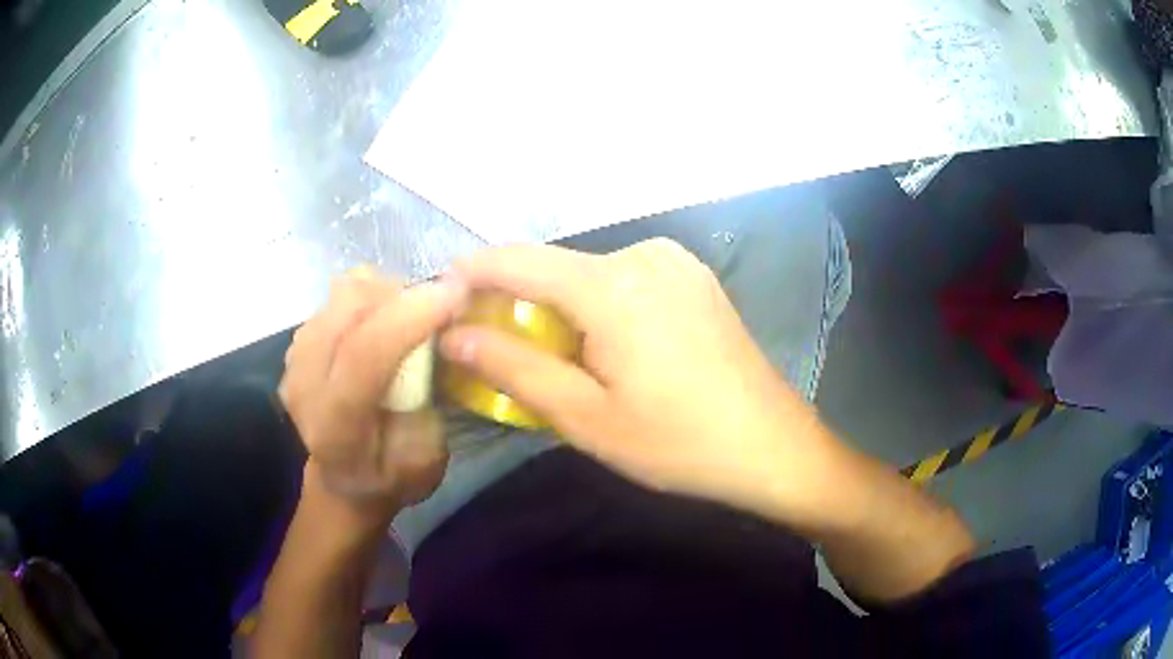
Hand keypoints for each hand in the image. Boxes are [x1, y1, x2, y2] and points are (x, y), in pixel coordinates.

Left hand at [280, 269, 466, 517]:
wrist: (342, 481)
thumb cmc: (390, 477)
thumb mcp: (425, 465)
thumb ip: (428, 408)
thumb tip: (438, 342)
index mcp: (336, 427)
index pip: (364, 355)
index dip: (410, 316)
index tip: (456, 293)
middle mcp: (304, 385)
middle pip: (349, 308)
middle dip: (402, 296)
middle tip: (436, 310)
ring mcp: (295, 359)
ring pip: (343, 293)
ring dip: (386, 293)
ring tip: (411, 316)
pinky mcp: (298, 341)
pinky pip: (338, 296)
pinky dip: (370, 296)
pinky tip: (385, 320)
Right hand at [439, 239, 846, 524]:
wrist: (772, 446)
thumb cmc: (677, 442)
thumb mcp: (585, 417)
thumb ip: (512, 367)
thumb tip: (453, 333)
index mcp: (613, 284)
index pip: (517, 259)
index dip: (472, 273)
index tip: (441, 298)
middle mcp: (644, 254)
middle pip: (555, 267)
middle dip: (517, 300)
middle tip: (496, 349)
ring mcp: (676, 262)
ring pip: (590, 274)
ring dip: (559, 306)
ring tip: (556, 358)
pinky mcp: (694, 278)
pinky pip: (625, 280)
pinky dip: (598, 304)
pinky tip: (608, 347)